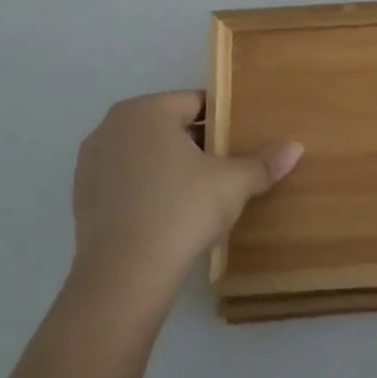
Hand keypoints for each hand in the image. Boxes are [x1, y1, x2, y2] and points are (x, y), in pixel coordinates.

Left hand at [68, 91, 301, 309]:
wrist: (124, 275)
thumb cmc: (182, 210)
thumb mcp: (233, 184)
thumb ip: (263, 163)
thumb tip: (296, 147)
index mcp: (146, 110)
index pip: (196, 102)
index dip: (223, 121)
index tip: (239, 142)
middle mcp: (112, 126)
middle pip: (167, 125)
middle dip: (196, 142)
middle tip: (224, 168)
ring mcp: (91, 161)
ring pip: (143, 152)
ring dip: (169, 165)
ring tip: (197, 193)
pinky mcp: (80, 196)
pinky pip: (124, 180)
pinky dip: (145, 188)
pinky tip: (166, 213)